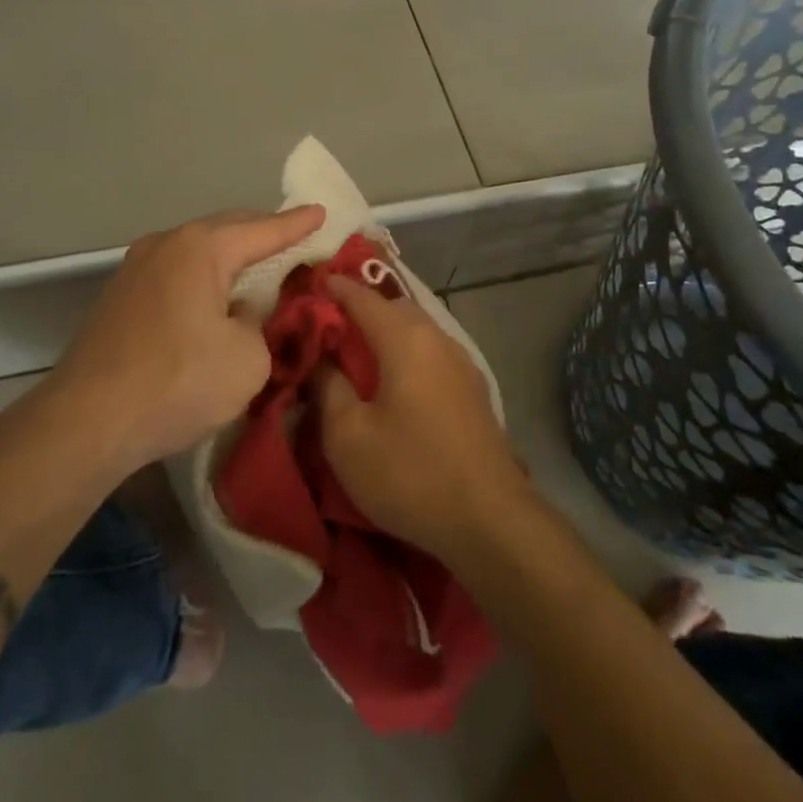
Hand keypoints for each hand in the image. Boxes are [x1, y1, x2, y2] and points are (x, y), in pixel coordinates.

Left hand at [43, 207, 324, 474]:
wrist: (86, 422)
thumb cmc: (178, 382)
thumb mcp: (248, 359)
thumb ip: (260, 326)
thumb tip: (243, 316)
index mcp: (200, 248)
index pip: (263, 230)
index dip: (298, 224)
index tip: (322, 212)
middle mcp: (165, 245)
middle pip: (226, 231)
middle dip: (263, 234)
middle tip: (297, 239)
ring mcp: (135, 270)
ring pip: (198, 253)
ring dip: (231, 259)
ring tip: (261, 268)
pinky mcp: (120, 299)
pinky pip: (177, 275)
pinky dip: (205, 279)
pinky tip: (217, 300)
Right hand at [316, 277, 530, 566]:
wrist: (489, 519)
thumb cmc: (409, 472)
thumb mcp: (348, 436)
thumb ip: (328, 388)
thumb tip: (322, 360)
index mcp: (405, 340)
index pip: (364, 298)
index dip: (336, 288)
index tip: (313, 282)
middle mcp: (438, 340)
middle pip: (395, 308)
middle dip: (363, 308)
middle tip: (332, 323)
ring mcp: (462, 364)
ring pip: (418, 330)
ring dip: (388, 332)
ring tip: (360, 353)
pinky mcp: (474, 391)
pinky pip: (432, 354)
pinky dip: (408, 353)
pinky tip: (396, 381)